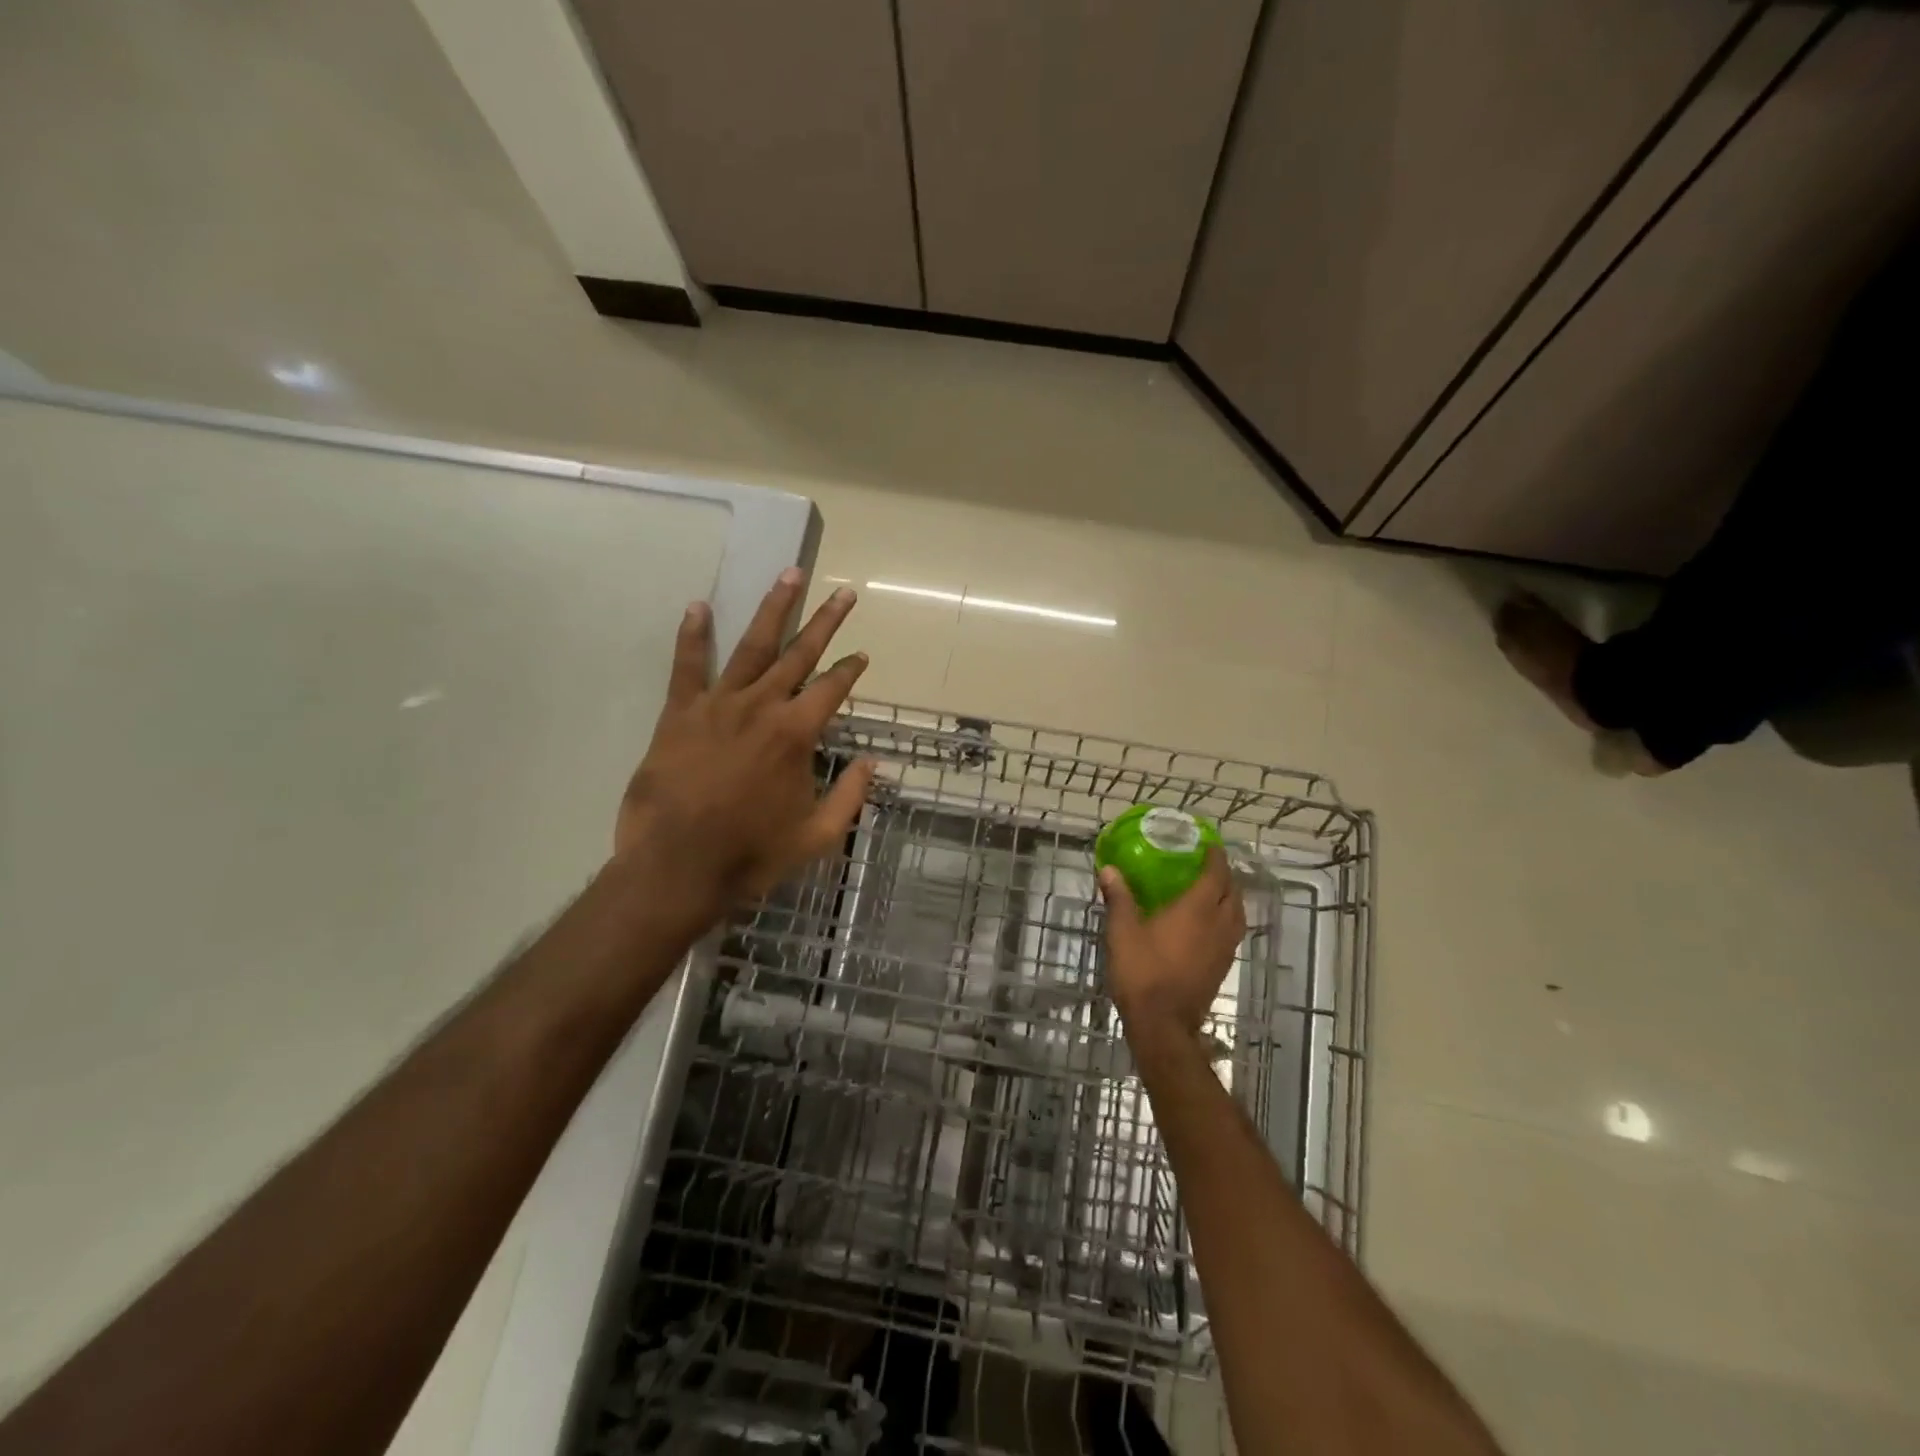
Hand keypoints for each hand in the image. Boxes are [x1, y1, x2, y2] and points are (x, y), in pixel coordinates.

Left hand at [615, 569, 875, 910]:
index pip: (832, 689)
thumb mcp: (816, 836)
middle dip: (825, 622)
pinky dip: (693, 635)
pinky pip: (687, 666)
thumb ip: (850, 796)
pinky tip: (698, 606)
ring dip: (774, 609)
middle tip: (843, 594)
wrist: (676, 868)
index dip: (850, 671)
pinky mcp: (680, 713)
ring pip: (752, 646)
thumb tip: (873, 764)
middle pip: (800, 654)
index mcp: (796, 734)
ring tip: (789, 576)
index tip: (861, 655)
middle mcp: (762, 707)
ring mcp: (718, 705)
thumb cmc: (751, 854)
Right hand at [1098, 847, 1244, 1038]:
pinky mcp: (1222, 968)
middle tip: (1209, 866)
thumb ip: (1119, 898)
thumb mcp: (1122, 931)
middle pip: (1233, 894)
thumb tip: (1109, 869)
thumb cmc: (1142, 972)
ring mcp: (1223, 949)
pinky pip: (1232, 934)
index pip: (1215, 875)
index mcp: (1197, 910)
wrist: (1163, 1024)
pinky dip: (1226, 920)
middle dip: (1225, 877)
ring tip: (1213, 892)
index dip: (1216, 858)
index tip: (1210, 845)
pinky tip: (1208, 925)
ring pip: (1237, 915)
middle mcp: (1218, 925)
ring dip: (1230, 899)